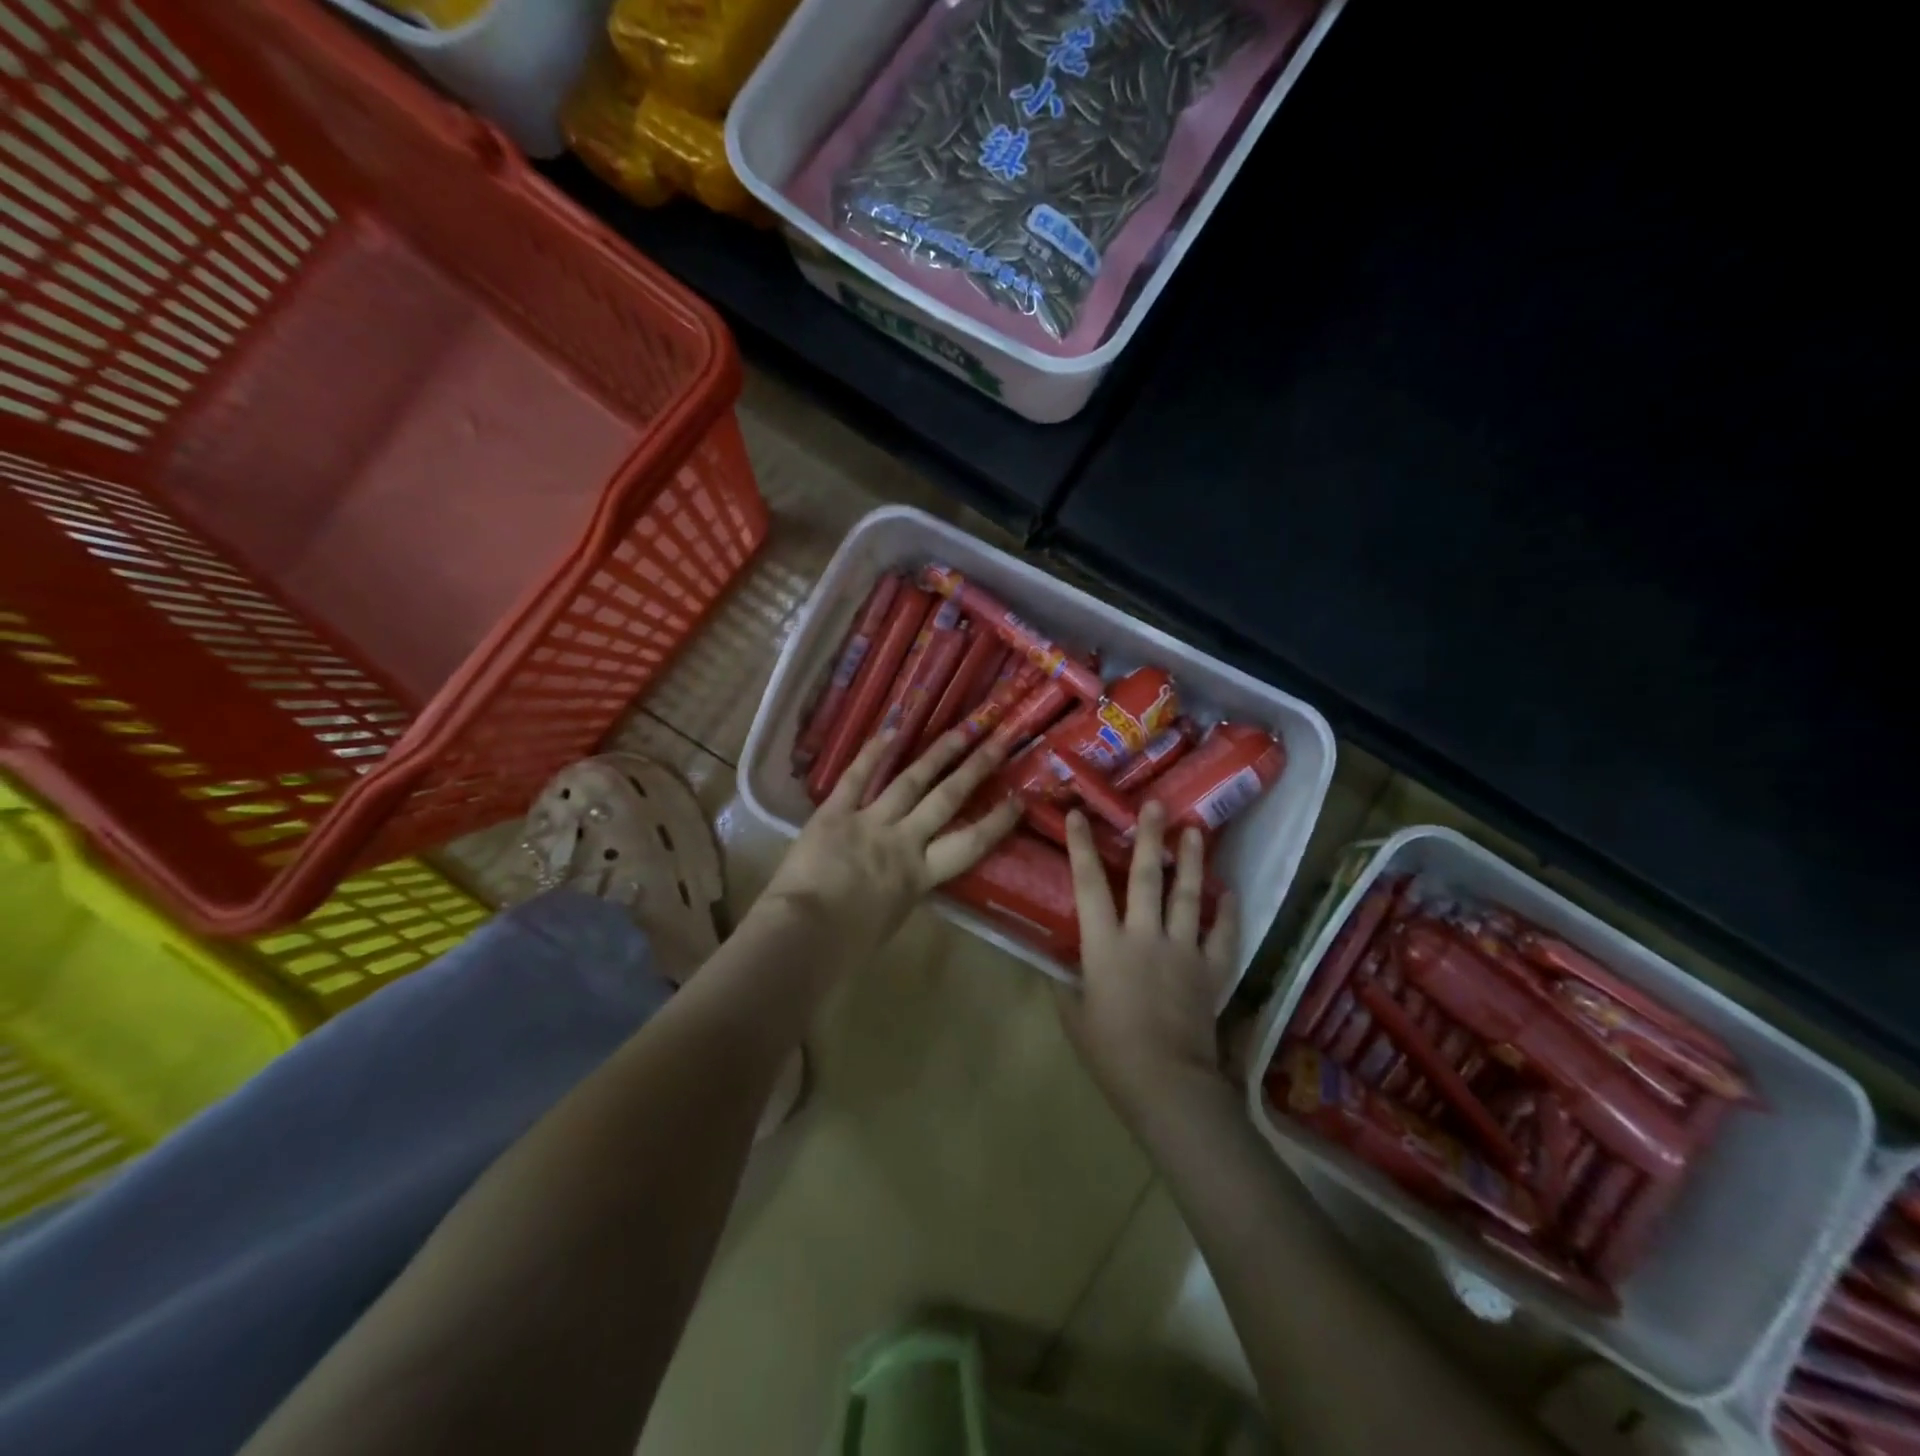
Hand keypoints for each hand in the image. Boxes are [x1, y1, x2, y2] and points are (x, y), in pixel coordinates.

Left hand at [761, 728, 1022, 960]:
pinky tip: (891, 730)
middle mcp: (903, 841)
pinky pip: (856, 778)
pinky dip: (871, 754)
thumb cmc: (848, 944)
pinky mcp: (834, 813)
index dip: (996, 821)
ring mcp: (869, 822)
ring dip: (936, 755)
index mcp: (920, 876)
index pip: (970, 844)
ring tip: (959, 732)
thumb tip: (909, 877)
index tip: (1020, 798)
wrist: (804, 935)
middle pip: (946, 800)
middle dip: (975, 770)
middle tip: (998, 742)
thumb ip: (905, 889)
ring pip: (909, 782)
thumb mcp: (892, 919)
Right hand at [1057, 801, 1237, 1128]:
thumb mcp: (1074, 1016)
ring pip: (1188, 896)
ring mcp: (1182, 950)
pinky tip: (1230, 893)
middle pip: (1147, 877)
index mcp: (1104, 944)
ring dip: (1192, 861)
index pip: (1088, 884)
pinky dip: (1228, 914)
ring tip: (1195, 831)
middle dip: (1149, 838)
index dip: (1081, 847)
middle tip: (1156, 805)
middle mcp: (1144, 935)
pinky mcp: (1210, 971)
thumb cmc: (1111, 1051)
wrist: (1167, 1083)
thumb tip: (1059, 966)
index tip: (1080, 814)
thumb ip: (1066, 984)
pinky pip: (1223, 936)